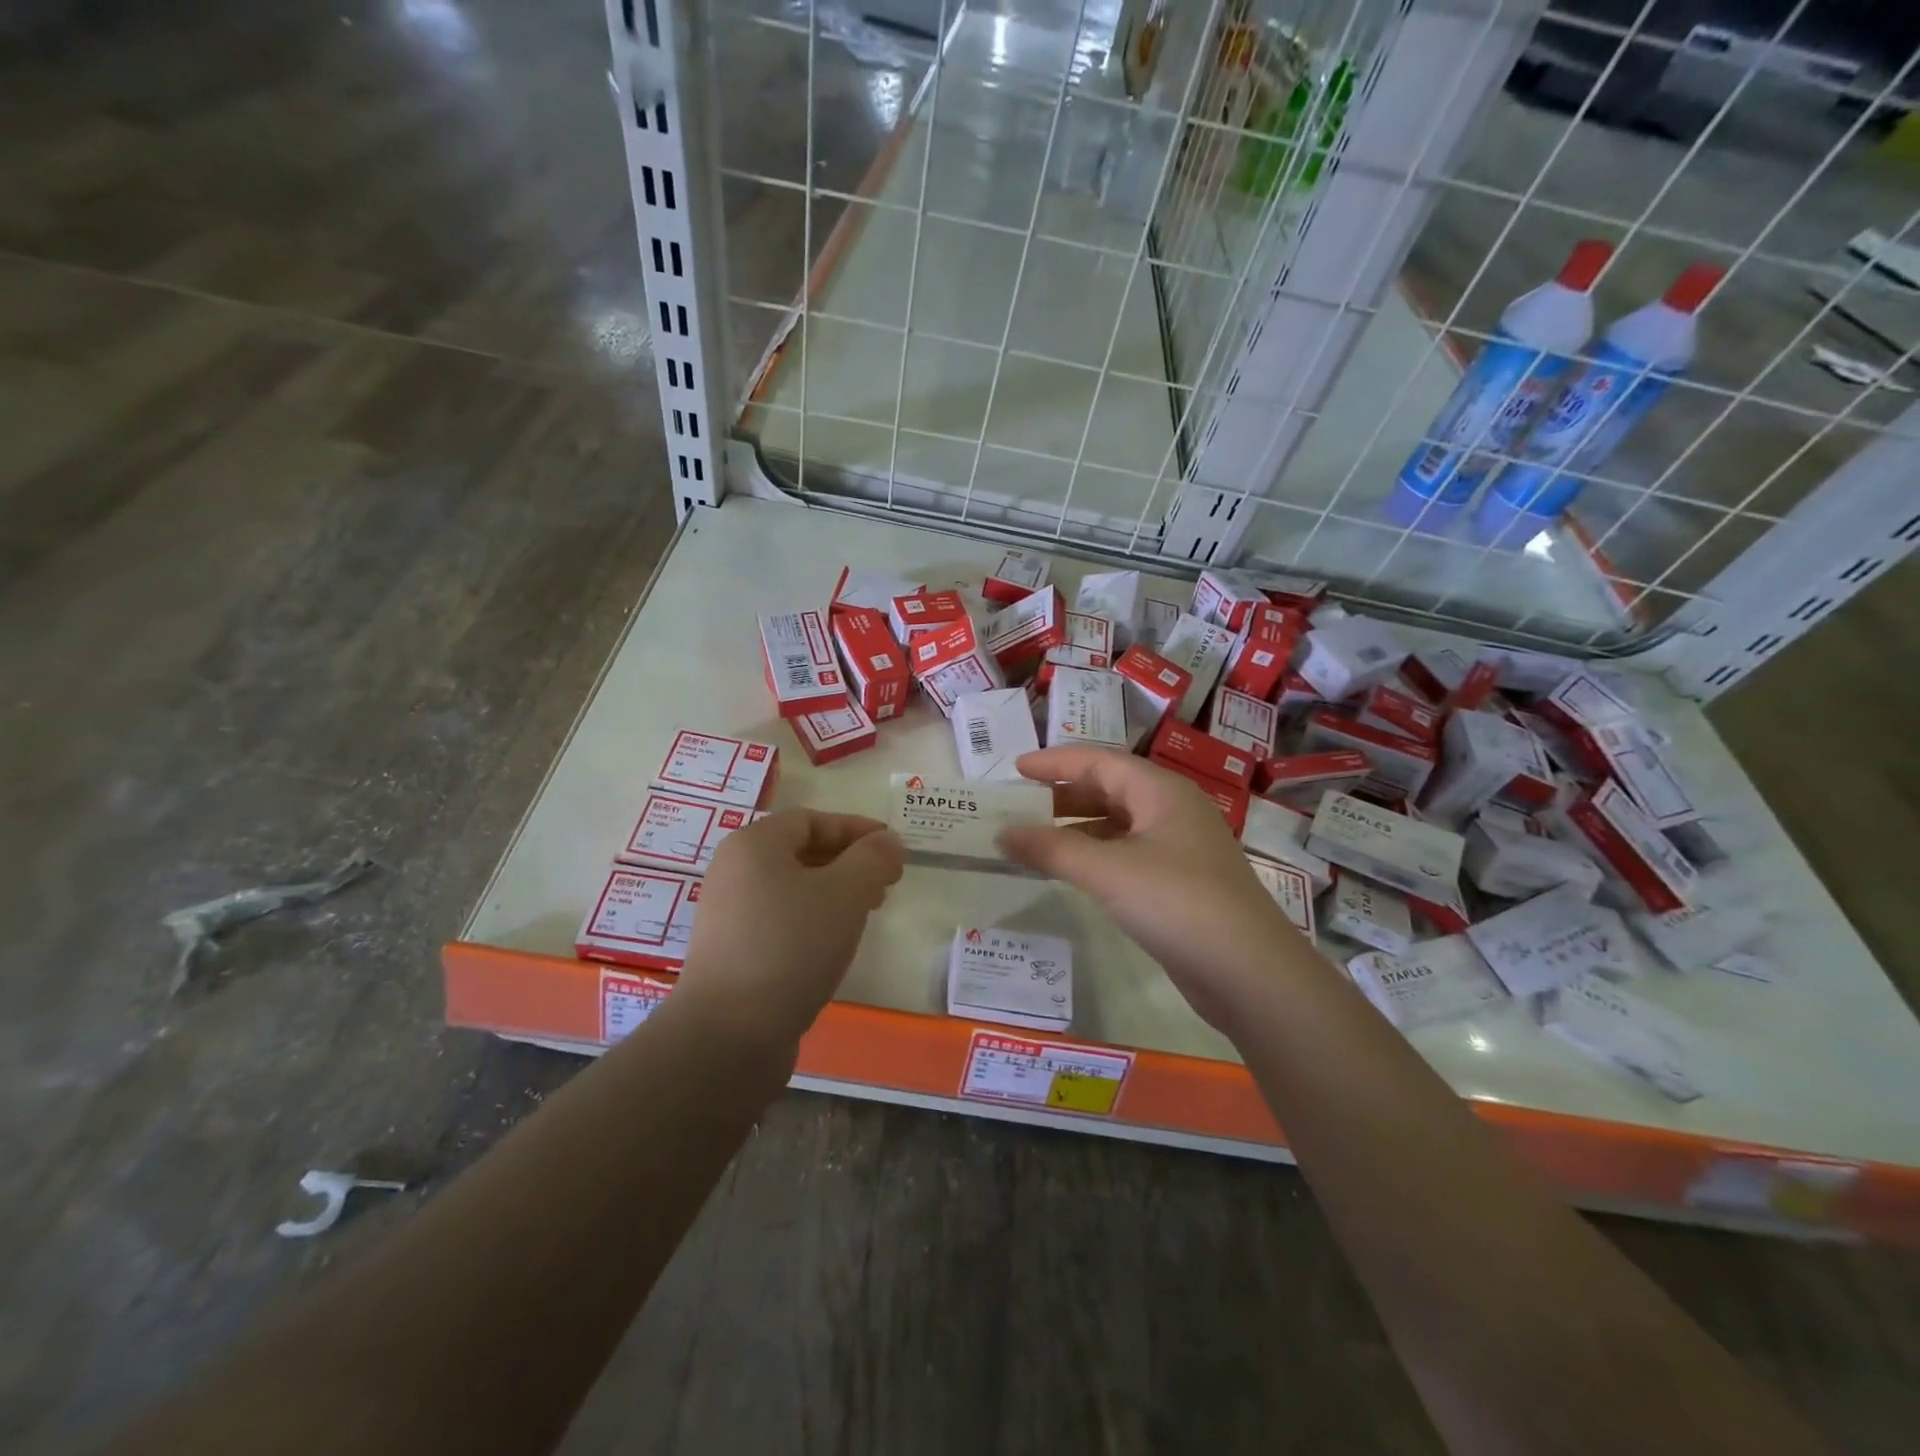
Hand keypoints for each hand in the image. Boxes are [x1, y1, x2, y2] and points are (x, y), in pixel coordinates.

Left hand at [674, 810, 903, 1053]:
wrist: (729, 1033)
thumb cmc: (791, 946)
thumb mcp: (845, 893)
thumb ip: (873, 859)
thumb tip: (887, 841)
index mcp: (754, 844)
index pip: (812, 820)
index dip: (856, 829)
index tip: (893, 848)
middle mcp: (734, 871)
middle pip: (800, 851)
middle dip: (849, 862)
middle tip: (886, 883)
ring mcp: (728, 914)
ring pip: (792, 888)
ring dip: (834, 893)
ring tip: (867, 913)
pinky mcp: (731, 952)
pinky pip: (780, 919)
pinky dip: (813, 920)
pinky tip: (833, 945)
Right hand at [998, 746, 1321, 1031]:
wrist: (1249, 972)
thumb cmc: (1177, 902)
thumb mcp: (1108, 871)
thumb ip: (1052, 849)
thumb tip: (1002, 834)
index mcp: (1161, 790)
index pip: (1099, 761)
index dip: (1054, 762)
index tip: (1015, 769)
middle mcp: (1172, 809)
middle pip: (1109, 788)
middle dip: (1063, 794)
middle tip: (1020, 806)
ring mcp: (1180, 846)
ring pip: (1119, 823)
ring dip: (1077, 827)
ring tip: (1037, 839)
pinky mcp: (1180, 881)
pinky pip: (1128, 852)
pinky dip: (1096, 854)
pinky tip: (1073, 871)